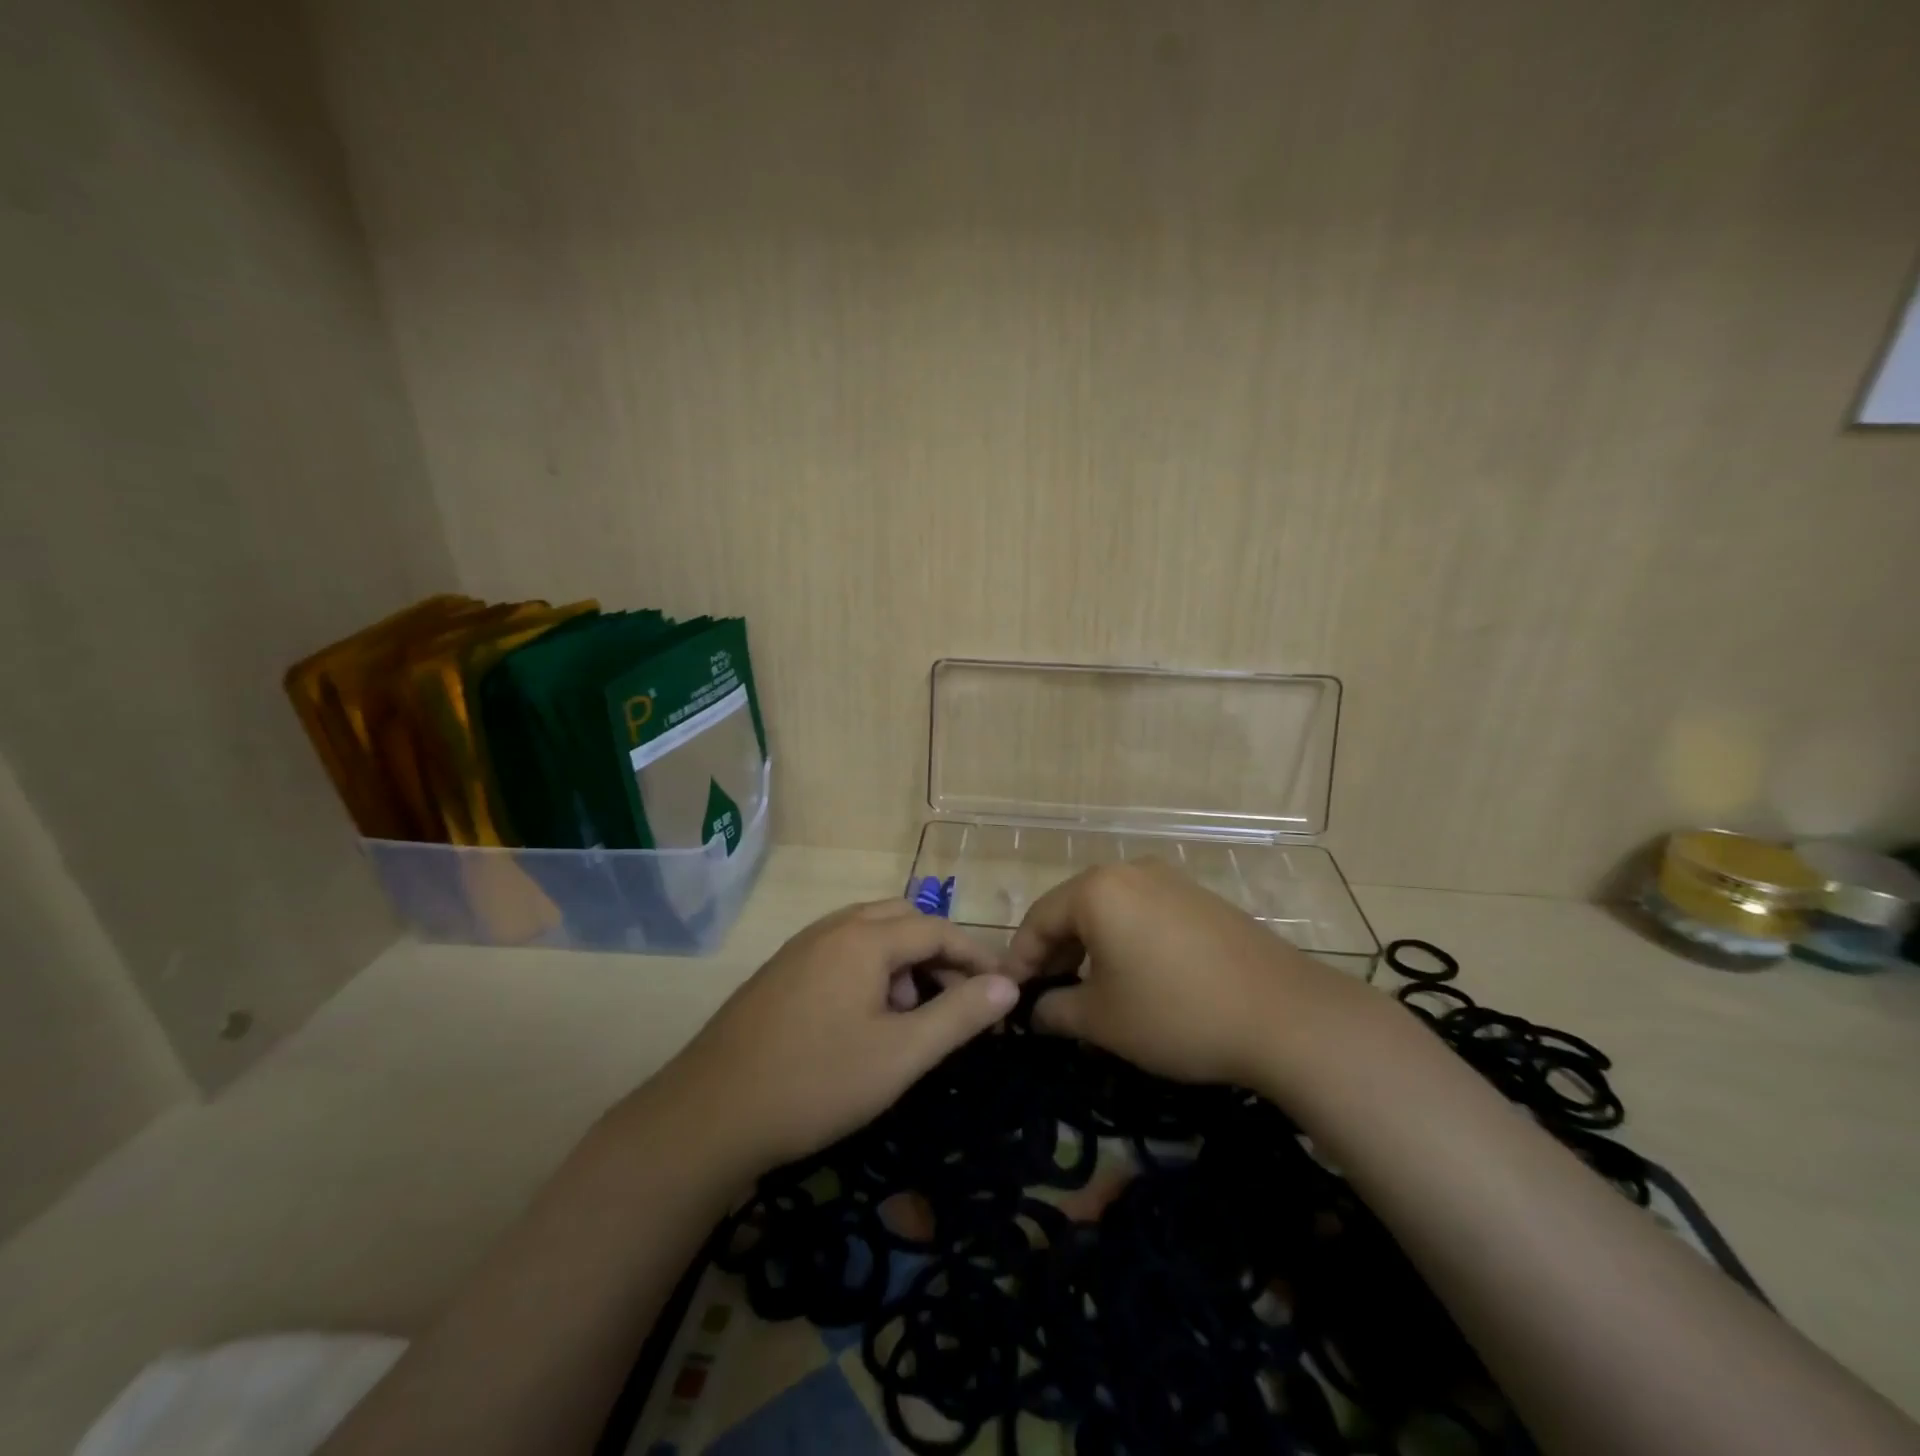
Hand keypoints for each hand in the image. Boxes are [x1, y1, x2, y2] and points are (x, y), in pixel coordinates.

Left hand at [655, 900, 1017, 1175]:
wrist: (709, 1114)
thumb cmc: (816, 1082)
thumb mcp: (900, 1055)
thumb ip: (958, 1016)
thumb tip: (1008, 985)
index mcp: (864, 938)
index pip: (936, 929)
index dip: (975, 956)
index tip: (1002, 991)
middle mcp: (832, 928)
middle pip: (902, 919)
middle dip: (937, 953)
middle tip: (955, 1001)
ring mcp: (800, 947)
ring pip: (869, 933)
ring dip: (901, 961)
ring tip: (908, 1016)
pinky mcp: (780, 971)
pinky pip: (840, 950)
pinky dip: (868, 969)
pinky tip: (863, 1020)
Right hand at [1004, 861, 1353, 1086]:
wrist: (1287, 1016)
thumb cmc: (1177, 1013)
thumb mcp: (1103, 1020)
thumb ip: (1056, 1011)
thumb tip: (1036, 1011)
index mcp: (1097, 890)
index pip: (1037, 921)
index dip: (1019, 962)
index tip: (1009, 998)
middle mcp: (1129, 872)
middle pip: (1072, 910)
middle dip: (1054, 955)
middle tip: (1046, 999)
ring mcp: (1170, 881)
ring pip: (1109, 911)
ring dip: (1088, 949)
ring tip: (1087, 992)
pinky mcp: (1200, 899)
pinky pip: (1143, 914)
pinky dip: (1124, 942)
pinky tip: (1134, 979)